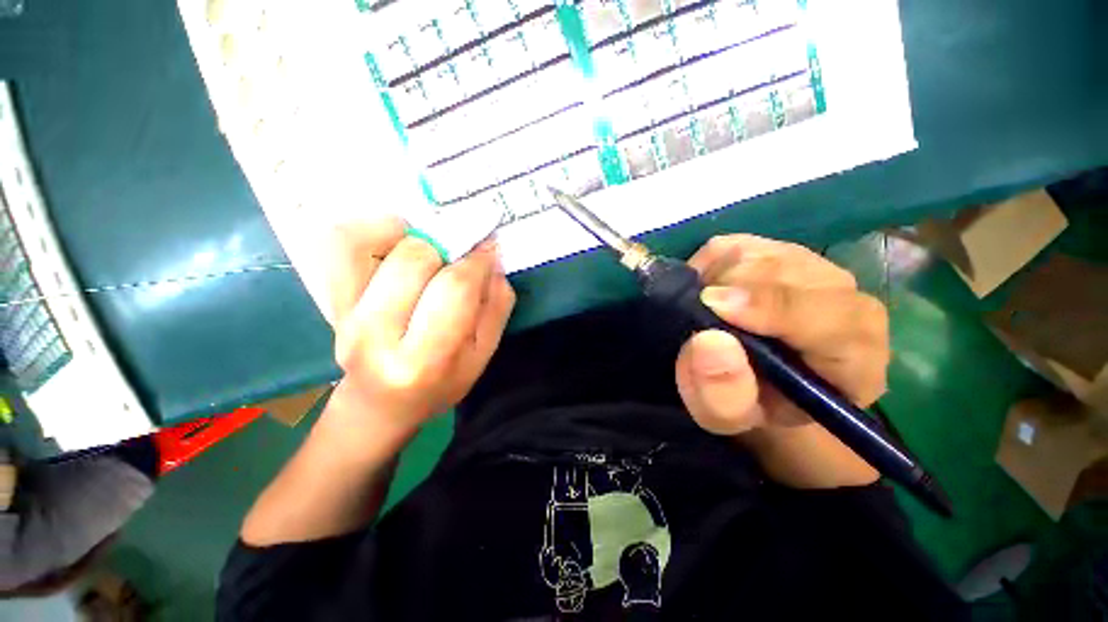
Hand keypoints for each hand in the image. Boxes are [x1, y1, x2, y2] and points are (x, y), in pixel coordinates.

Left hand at [326, 218, 515, 439]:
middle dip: (448, 245)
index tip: (489, 248)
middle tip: (463, 251)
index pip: (455, 289)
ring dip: (410, 233)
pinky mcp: (329, 299)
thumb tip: (491, 259)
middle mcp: (375, 334)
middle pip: (414, 260)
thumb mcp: (482, 356)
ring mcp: (343, 314)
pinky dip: (371, 228)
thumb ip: (495, 307)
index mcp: (424, 359)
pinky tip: (399, 240)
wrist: (380, 404)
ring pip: (369, 242)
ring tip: (432, 247)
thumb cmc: (440, 384)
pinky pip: (341, 244)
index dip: (477, 260)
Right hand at [675, 235, 889, 436]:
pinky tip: (707, 291)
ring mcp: (814, 268)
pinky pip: (734, 244)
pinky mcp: (779, 250)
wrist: (760, 382)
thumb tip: (709, 341)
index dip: (770, 306)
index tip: (712, 305)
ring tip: (701, 309)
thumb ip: (723, 395)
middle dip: (728, 287)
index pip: (830, 316)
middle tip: (692, 314)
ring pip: (757, 253)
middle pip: (786, 271)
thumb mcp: (729, 418)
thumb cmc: (749, 404)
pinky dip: (708, 264)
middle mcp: (847, 301)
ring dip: (714, 277)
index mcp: (854, 356)